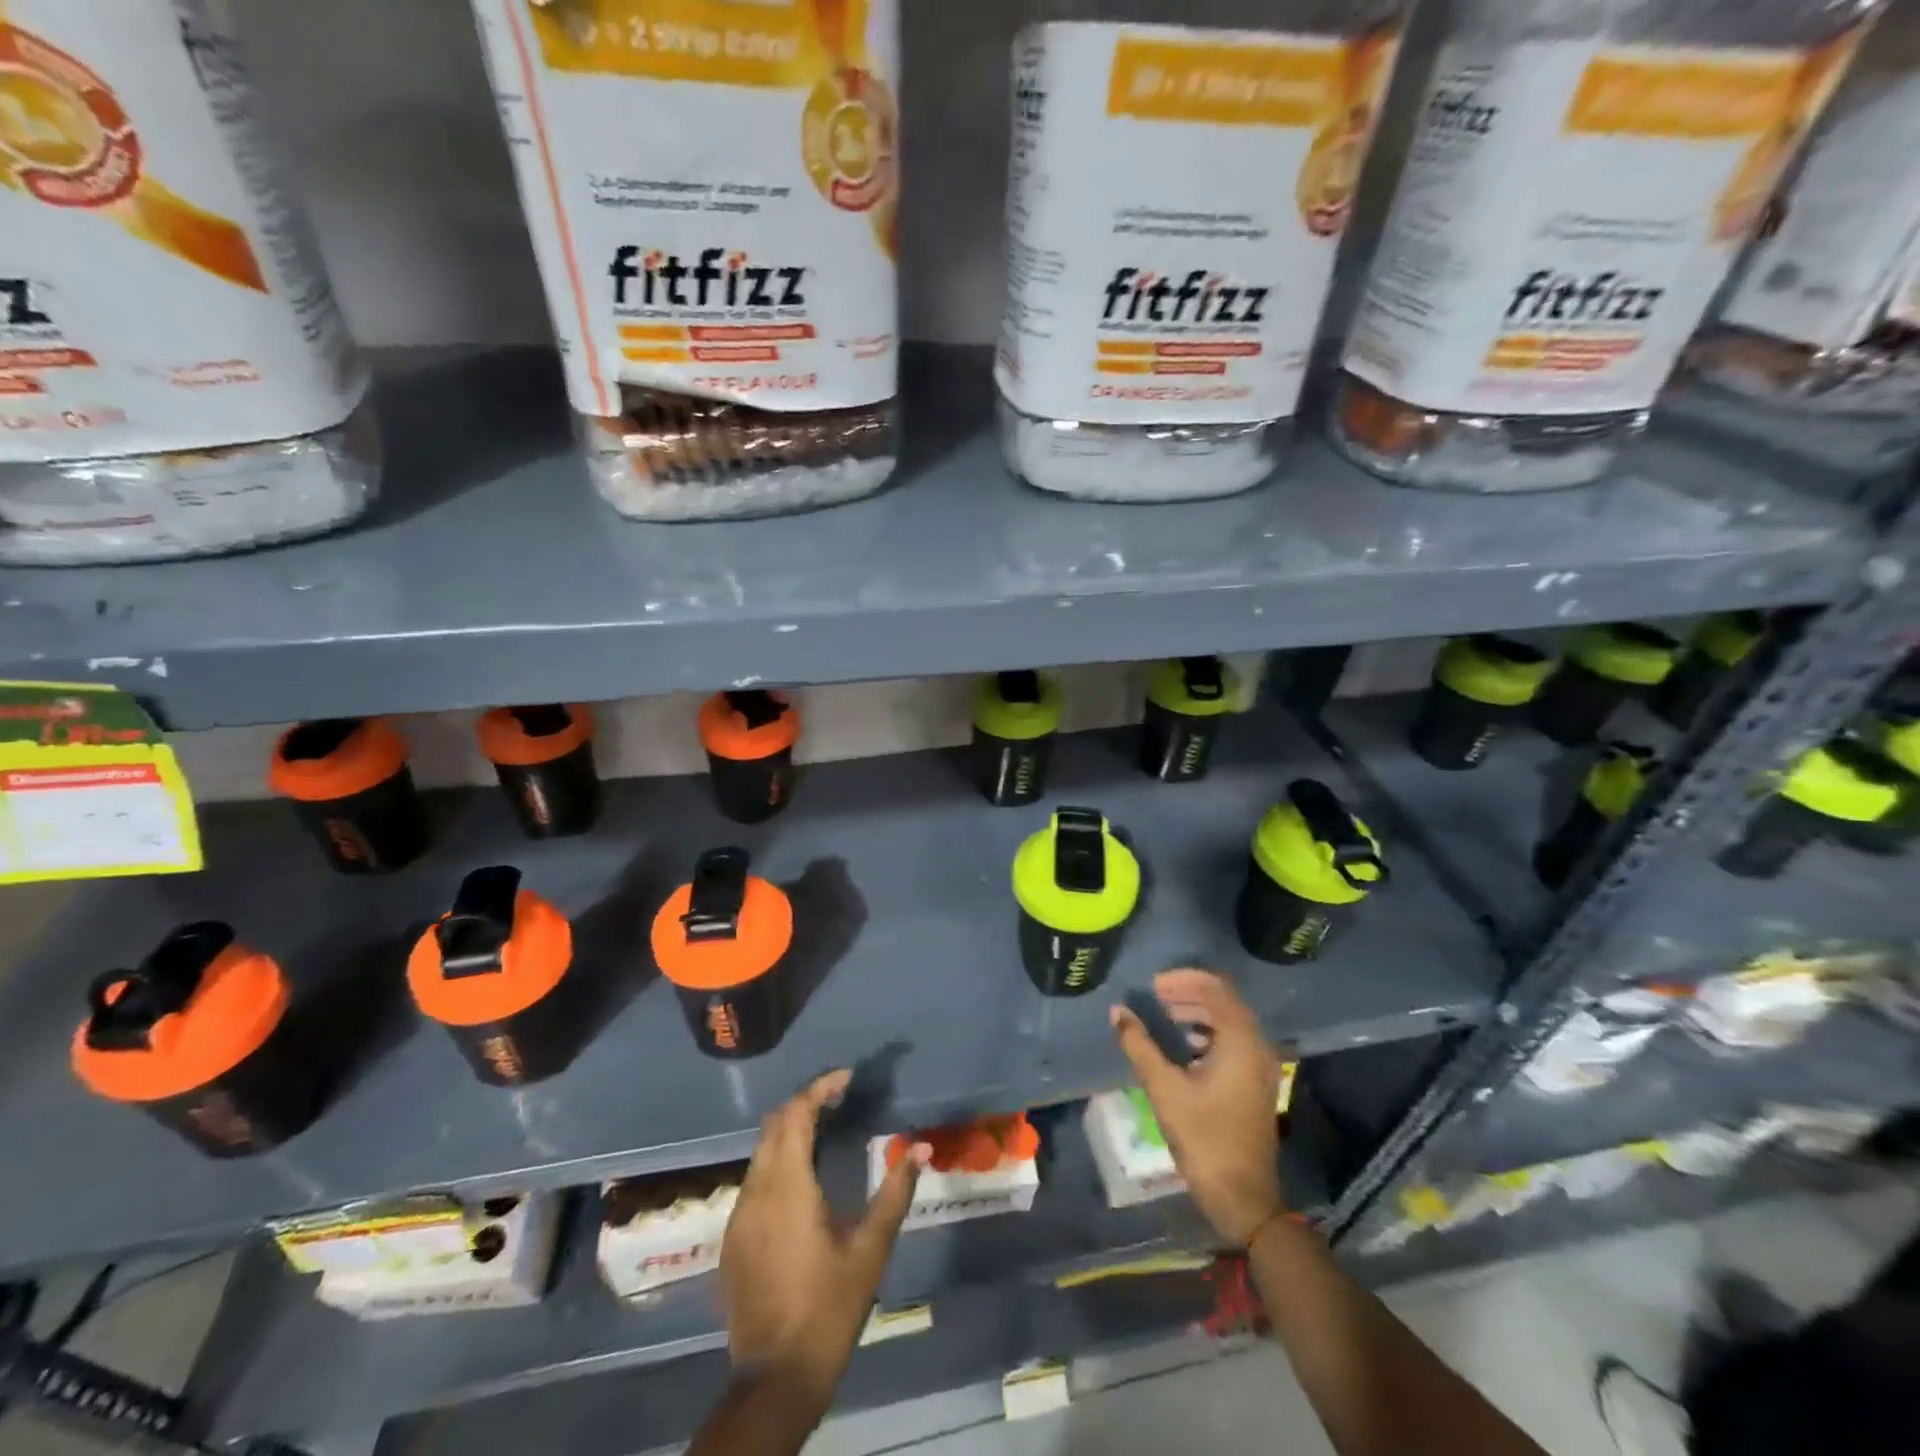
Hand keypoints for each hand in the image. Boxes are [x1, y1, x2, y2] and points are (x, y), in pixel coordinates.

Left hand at [720, 1070, 930, 1412]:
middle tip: (838, 1099)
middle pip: (774, 1126)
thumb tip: (921, 1147)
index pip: (795, 1114)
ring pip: (760, 1153)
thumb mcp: (870, 1249)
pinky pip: (754, 1182)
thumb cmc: (828, 1308)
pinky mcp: (733, 1239)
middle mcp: (756, 1192)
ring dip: (789, 1133)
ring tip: (825, 1132)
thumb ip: (894, 1192)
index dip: (819, 1088)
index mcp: (787, 1187)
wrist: (774, 1379)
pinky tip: (802, 1182)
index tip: (847, 1078)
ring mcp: (739, 1216)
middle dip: (804, 1104)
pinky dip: (778, 1163)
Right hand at [1110, 969, 1284, 1245]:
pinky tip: (1184, 1045)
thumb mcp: (1165, 1089)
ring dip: (1198, 1012)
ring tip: (1165, 1016)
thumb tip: (1117, 1011)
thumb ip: (1140, 1045)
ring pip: (1229, 1021)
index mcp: (1241, 1041)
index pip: (1216, 988)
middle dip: (1189, 993)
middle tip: (1155, 997)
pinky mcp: (1255, 1083)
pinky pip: (1233, 1041)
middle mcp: (1257, 1046)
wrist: (1244, 1198)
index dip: (1184, 980)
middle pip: (1224, 1001)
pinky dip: (1208, 1032)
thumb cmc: (1204, 1139)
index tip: (1153, 986)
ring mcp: (1260, 1066)